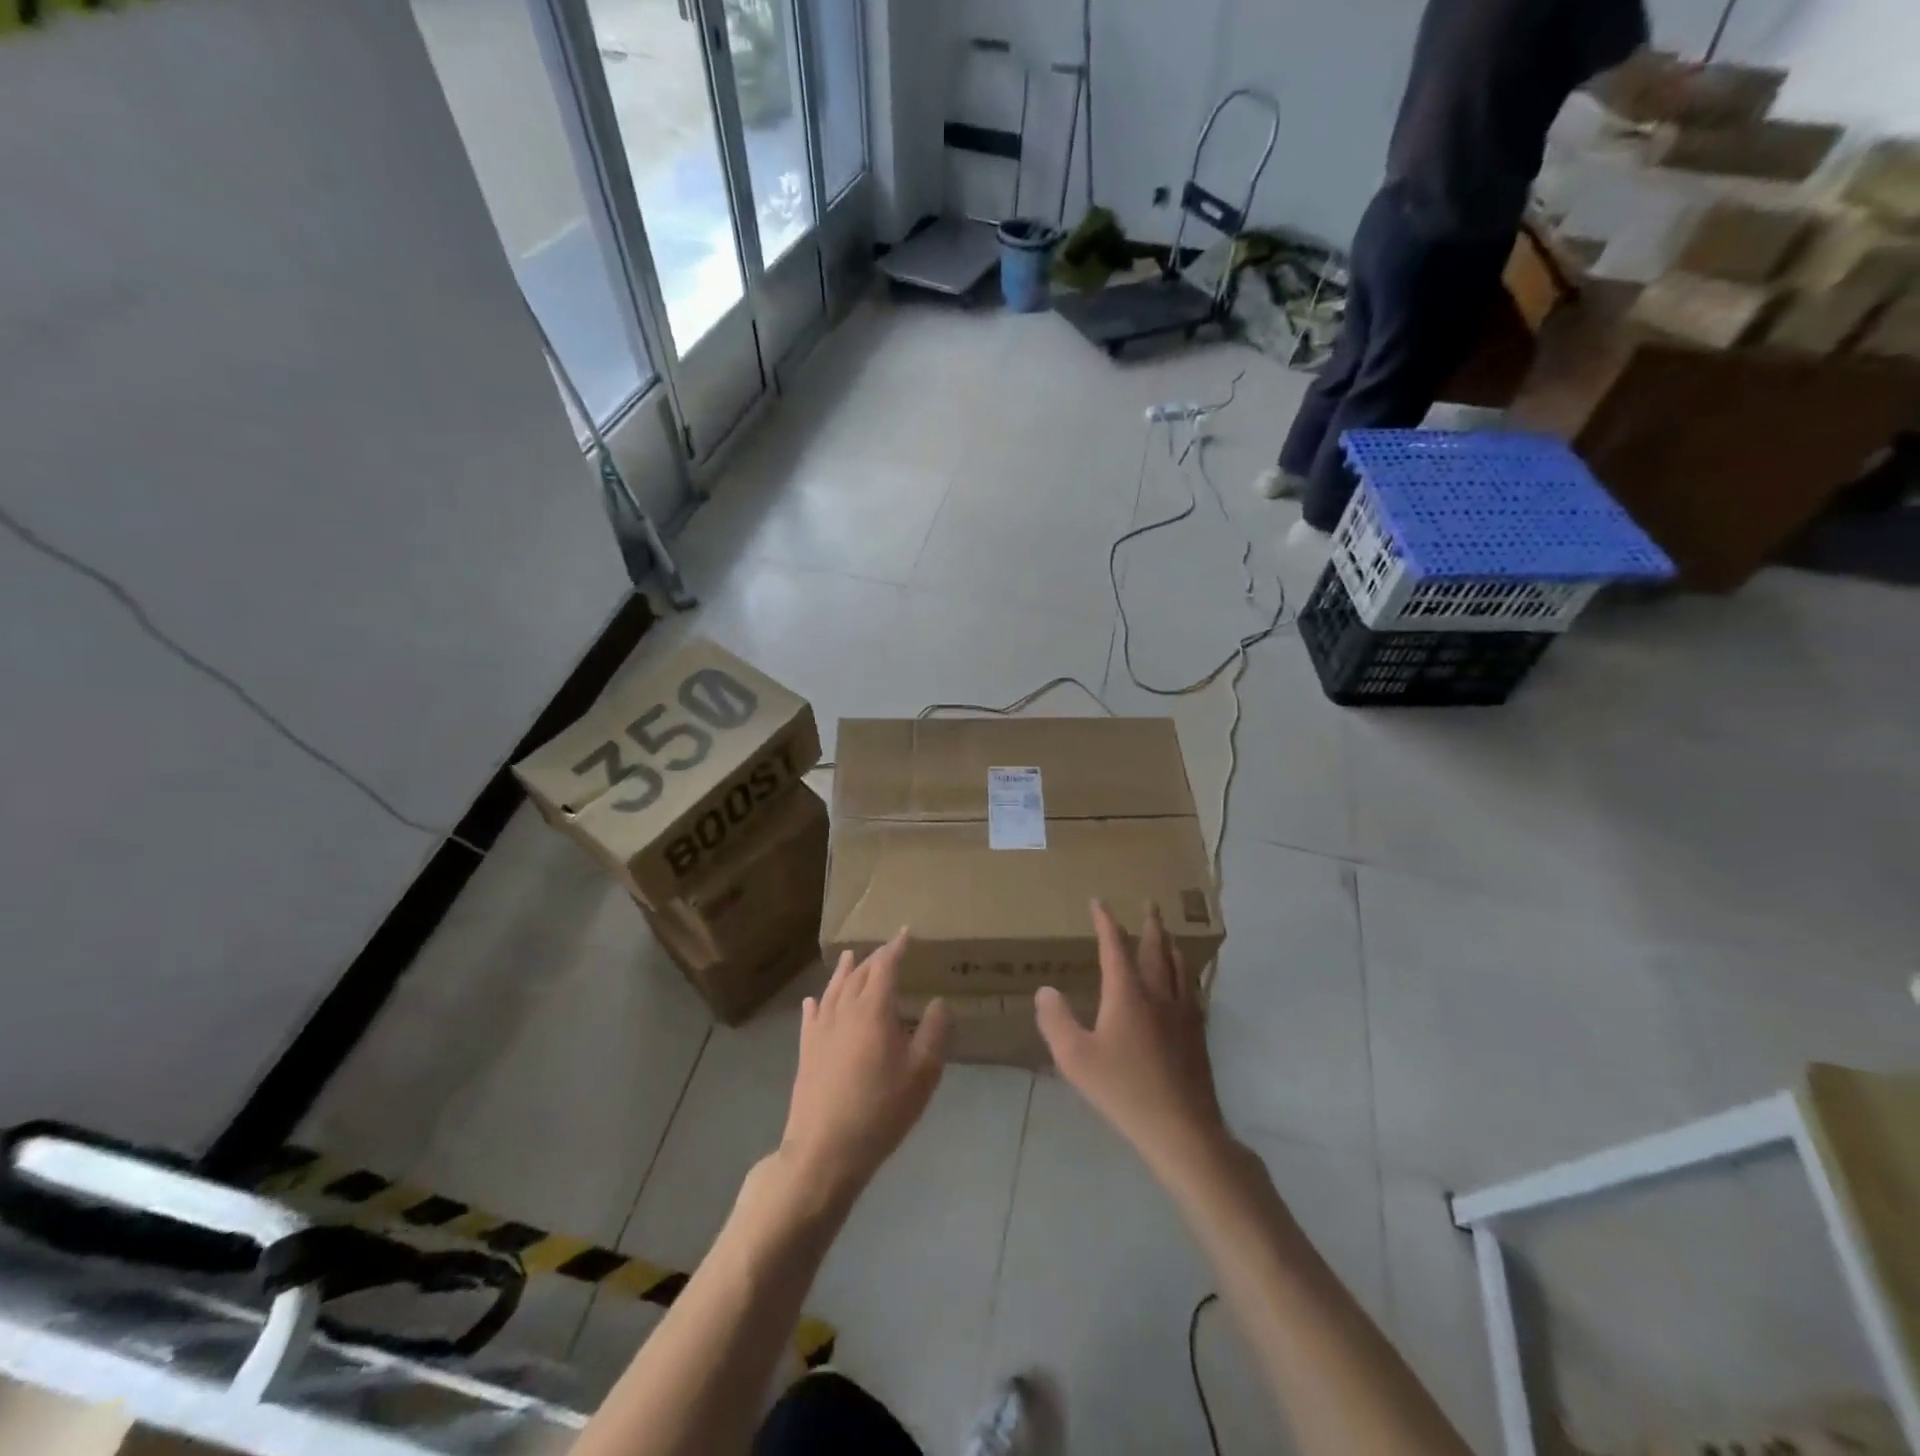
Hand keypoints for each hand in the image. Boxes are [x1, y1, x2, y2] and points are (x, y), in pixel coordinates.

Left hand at [780, 932, 949, 1206]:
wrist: (824, 1149)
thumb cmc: (880, 1110)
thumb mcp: (922, 1073)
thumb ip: (933, 1032)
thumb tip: (938, 1002)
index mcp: (873, 1010)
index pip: (885, 966)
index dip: (896, 948)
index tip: (906, 933)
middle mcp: (844, 1010)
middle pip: (859, 974)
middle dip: (875, 958)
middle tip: (888, 949)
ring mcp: (821, 1030)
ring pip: (833, 989)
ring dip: (844, 972)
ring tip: (851, 957)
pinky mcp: (806, 1051)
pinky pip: (812, 1015)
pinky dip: (817, 1002)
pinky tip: (814, 1001)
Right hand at [1036, 901, 1228, 1178]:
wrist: (1181, 1127)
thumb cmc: (1123, 1089)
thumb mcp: (1075, 1058)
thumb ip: (1056, 1021)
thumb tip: (1045, 990)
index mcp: (1127, 993)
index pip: (1115, 946)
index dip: (1106, 922)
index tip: (1099, 902)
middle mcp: (1158, 993)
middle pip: (1156, 949)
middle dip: (1150, 925)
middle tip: (1150, 904)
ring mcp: (1183, 1013)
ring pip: (1179, 967)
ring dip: (1170, 945)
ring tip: (1168, 935)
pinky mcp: (1198, 1033)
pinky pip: (1192, 989)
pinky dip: (1186, 973)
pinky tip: (1187, 983)